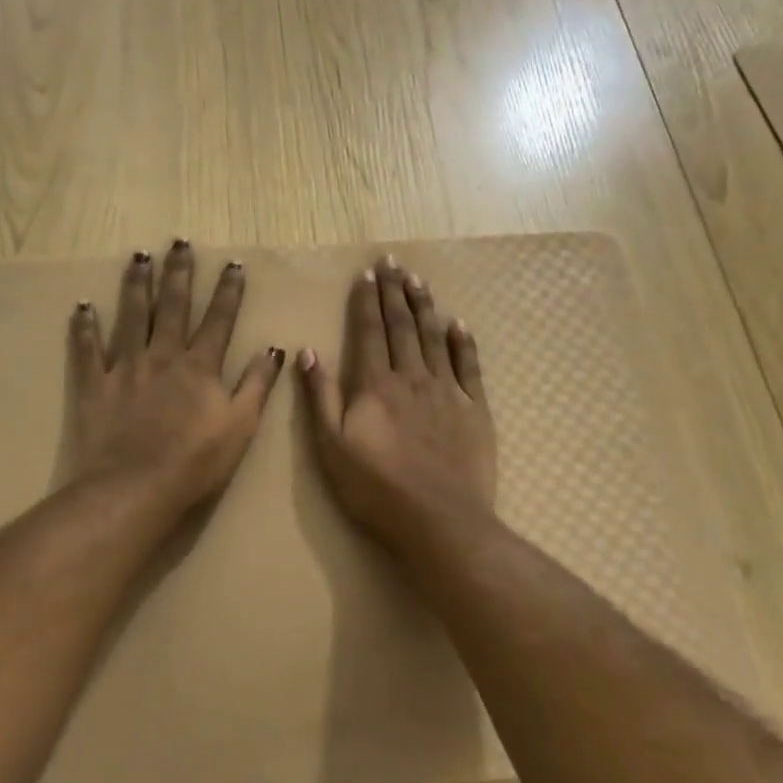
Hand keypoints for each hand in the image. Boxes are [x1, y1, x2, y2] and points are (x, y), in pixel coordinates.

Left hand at [67, 240, 285, 512]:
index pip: (218, 320)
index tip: (232, 264)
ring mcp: (126, 368)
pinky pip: (87, 350)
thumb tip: (275, 349)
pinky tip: (82, 305)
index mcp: (200, 367)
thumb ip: (257, 385)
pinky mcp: (95, 386)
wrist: (135, 487)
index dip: (227, 291)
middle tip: (179, 242)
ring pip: (131, 317)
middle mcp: (163, 356)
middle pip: (172, 306)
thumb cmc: (196, 462)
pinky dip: (84, 327)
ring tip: (138, 256)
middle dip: (178, 273)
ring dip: (135, 285)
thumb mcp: (241, 426)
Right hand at [299, 256, 496, 542]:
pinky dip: (462, 342)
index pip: (369, 332)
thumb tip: (307, 352)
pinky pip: (469, 367)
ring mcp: (447, 392)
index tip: (366, 275)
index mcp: (375, 385)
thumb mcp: (331, 447)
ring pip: (434, 338)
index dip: (367, 302)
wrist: (439, 520)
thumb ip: (319, 397)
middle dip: (395, 293)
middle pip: (402, 326)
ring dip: (424, 307)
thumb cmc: (375, 488)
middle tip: (393, 262)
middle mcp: (412, 378)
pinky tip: (458, 324)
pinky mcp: (475, 410)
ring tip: (418, 280)